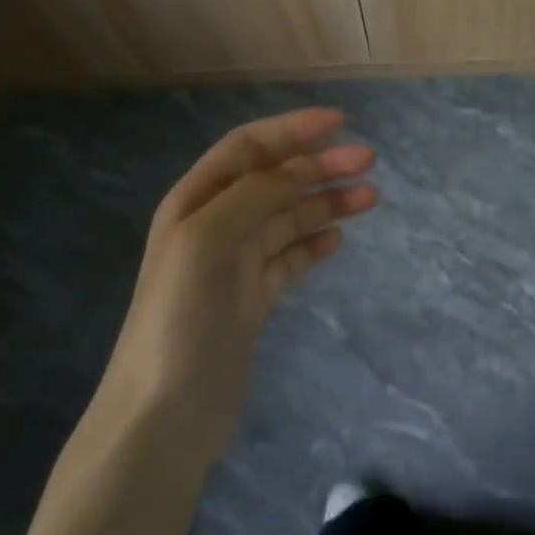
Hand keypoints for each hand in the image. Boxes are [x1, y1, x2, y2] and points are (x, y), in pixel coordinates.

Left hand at [88, 108, 377, 470]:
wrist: (164, 412)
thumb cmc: (180, 317)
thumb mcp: (208, 241)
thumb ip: (254, 197)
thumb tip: (298, 168)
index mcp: (194, 202)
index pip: (248, 149)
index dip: (292, 130)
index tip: (340, 122)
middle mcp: (214, 226)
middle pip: (274, 181)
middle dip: (319, 165)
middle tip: (369, 162)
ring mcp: (234, 265)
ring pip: (287, 219)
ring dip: (325, 203)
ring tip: (370, 198)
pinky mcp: (251, 300)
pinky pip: (289, 259)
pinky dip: (313, 244)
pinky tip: (337, 240)